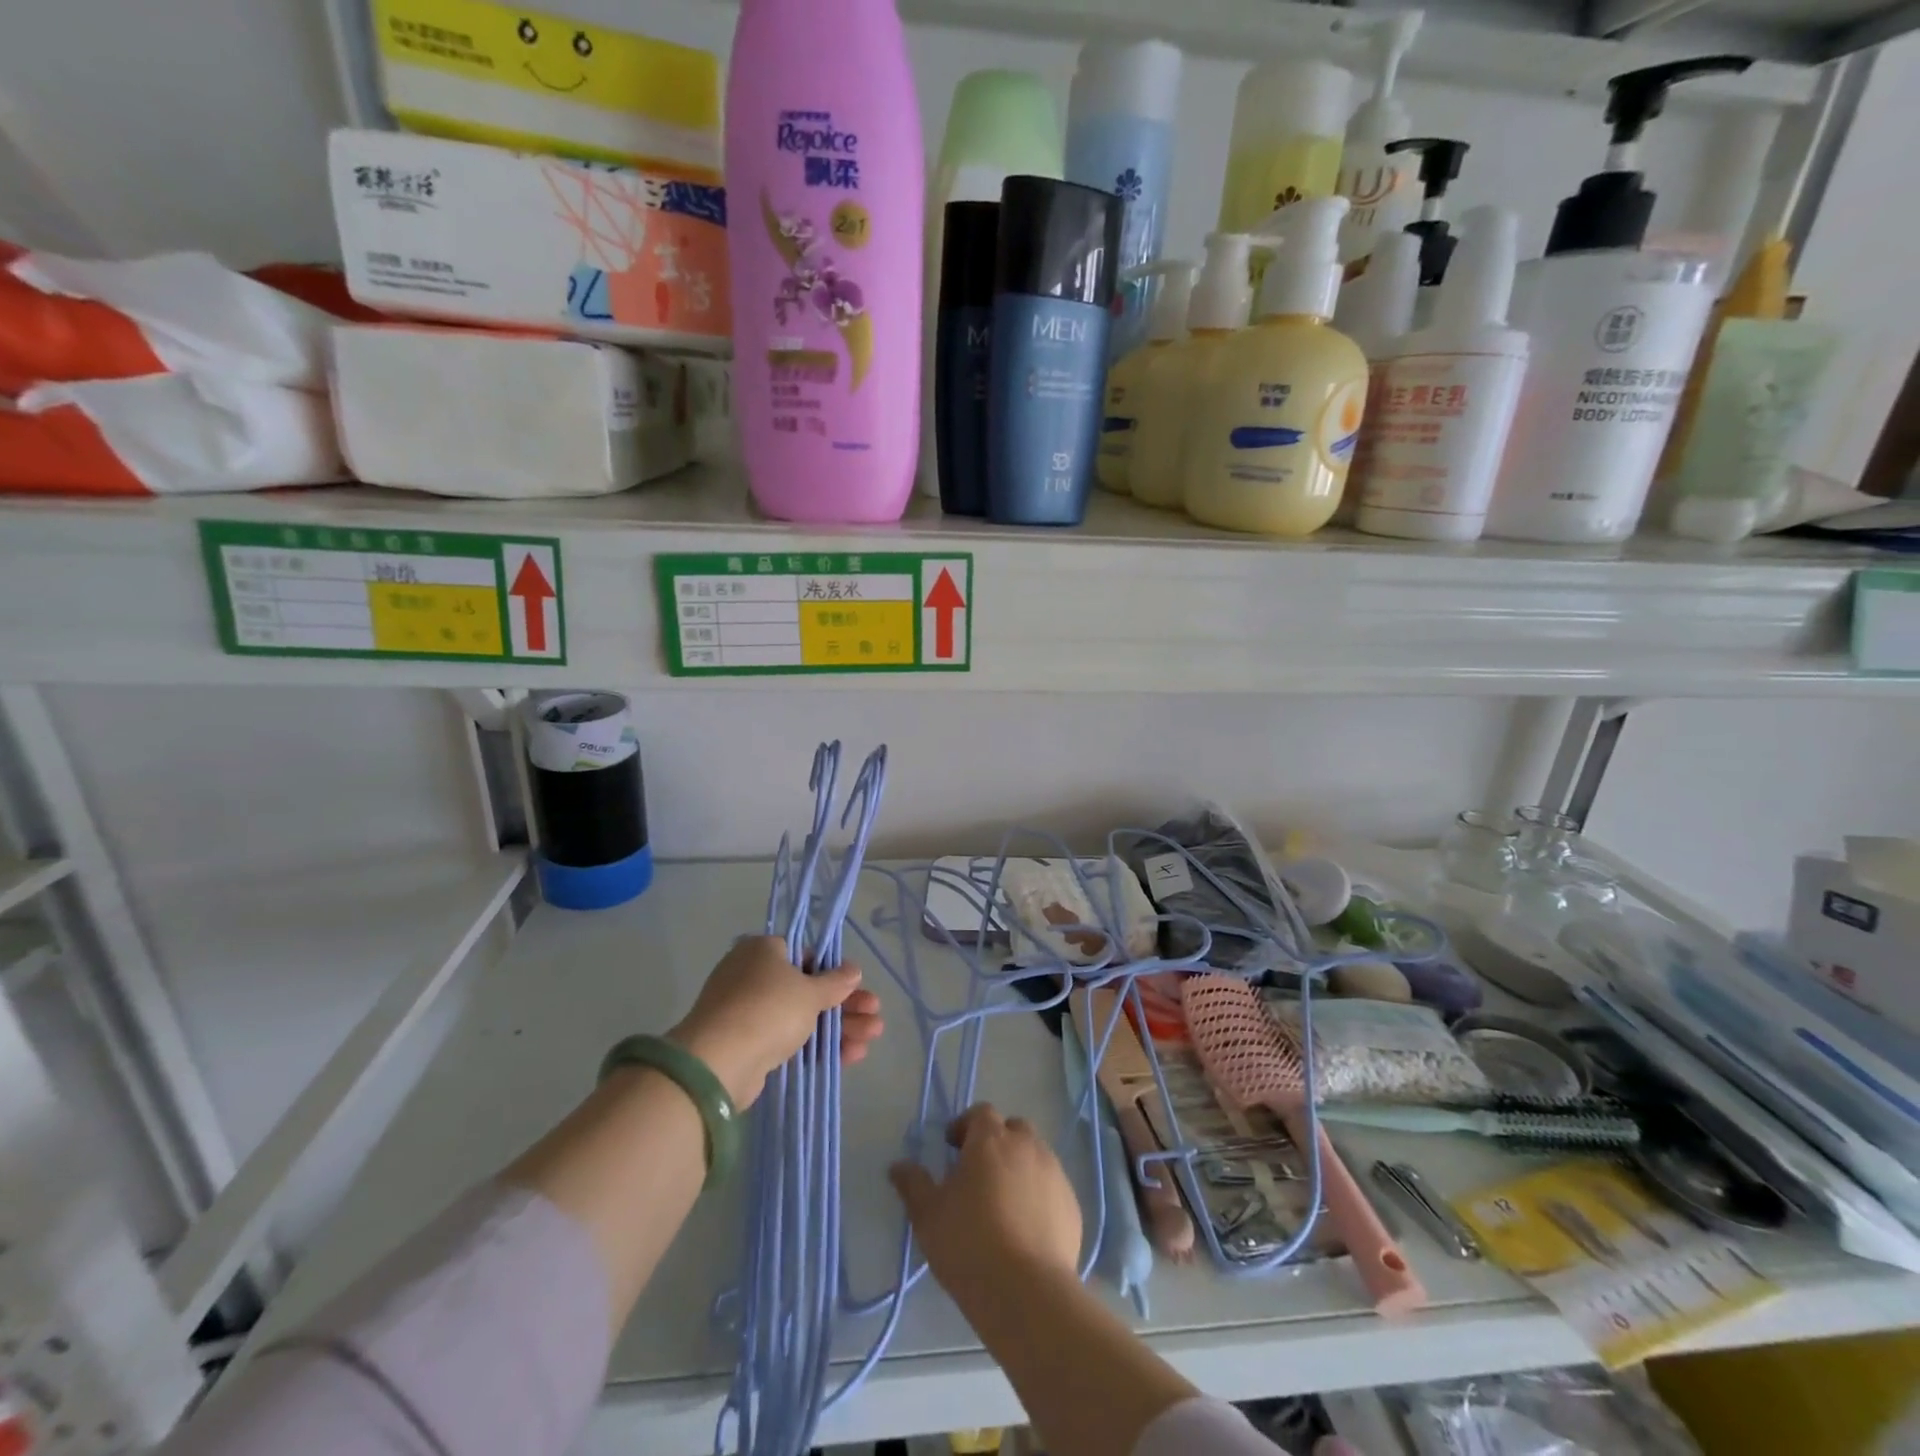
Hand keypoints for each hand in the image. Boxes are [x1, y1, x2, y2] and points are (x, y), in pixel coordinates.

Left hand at [669, 936, 881, 1107]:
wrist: (718, 1063)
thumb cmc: (769, 1009)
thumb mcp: (810, 991)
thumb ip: (835, 982)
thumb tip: (853, 969)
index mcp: (762, 950)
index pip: (805, 954)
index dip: (833, 972)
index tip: (856, 987)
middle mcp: (752, 976)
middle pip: (807, 988)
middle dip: (844, 1004)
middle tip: (874, 1015)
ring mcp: (747, 1012)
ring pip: (801, 1016)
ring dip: (839, 1026)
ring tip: (872, 1037)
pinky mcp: (747, 1045)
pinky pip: (788, 1039)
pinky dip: (817, 1045)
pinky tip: (850, 1055)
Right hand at [889, 1104, 1081, 1298]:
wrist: (1027, 1292)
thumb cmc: (969, 1244)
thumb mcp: (928, 1215)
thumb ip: (913, 1184)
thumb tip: (898, 1165)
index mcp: (991, 1139)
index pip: (980, 1113)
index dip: (965, 1126)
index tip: (952, 1148)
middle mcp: (1027, 1146)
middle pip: (1013, 1129)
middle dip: (997, 1142)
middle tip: (979, 1172)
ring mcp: (1054, 1174)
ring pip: (1035, 1156)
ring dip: (1019, 1167)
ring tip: (1003, 1202)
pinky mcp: (1072, 1205)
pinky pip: (1052, 1188)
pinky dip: (1039, 1195)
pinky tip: (1026, 1227)